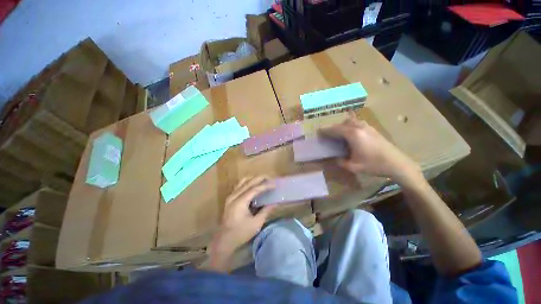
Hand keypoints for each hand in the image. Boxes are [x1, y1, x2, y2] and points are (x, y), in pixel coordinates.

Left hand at [206, 176, 274, 271]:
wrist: (224, 240)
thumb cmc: (241, 233)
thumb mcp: (256, 223)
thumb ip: (266, 211)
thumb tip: (275, 202)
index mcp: (240, 202)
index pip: (255, 189)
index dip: (265, 185)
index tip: (274, 184)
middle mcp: (234, 196)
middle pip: (249, 182)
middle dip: (260, 178)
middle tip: (270, 178)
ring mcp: (231, 196)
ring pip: (243, 181)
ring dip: (253, 179)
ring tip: (263, 181)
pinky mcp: (230, 198)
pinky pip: (239, 185)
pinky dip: (248, 182)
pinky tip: (253, 186)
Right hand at [320, 113, 421, 185]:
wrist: (397, 163)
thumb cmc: (374, 165)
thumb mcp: (354, 166)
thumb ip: (341, 162)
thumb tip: (335, 158)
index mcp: (353, 135)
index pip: (335, 129)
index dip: (326, 130)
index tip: (319, 131)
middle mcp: (359, 127)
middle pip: (342, 123)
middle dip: (334, 127)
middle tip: (328, 134)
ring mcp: (367, 127)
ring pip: (351, 121)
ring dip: (343, 125)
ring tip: (339, 134)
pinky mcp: (373, 129)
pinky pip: (357, 123)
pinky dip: (350, 126)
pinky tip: (351, 135)